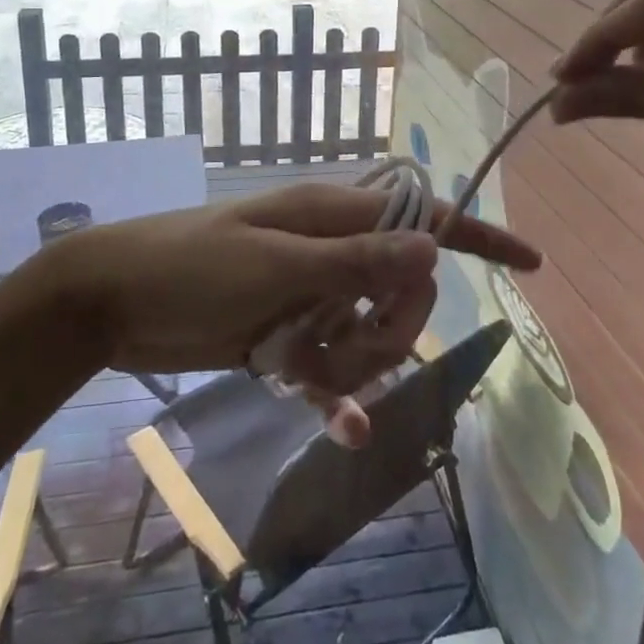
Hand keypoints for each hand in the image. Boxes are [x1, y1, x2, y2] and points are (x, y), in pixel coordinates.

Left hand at [35, 180, 539, 396]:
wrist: (113, 300)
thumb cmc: (191, 267)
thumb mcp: (274, 262)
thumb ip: (354, 258)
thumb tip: (433, 244)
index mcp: (331, 216)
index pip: (421, 217)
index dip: (477, 236)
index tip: (530, 264)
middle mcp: (329, 252)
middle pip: (403, 290)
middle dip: (387, 326)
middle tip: (336, 341)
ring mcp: (309, 296)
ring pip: (370, 336)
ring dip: (351, 365)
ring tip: (295, 364)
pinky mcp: (286, 337)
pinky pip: (333, 370)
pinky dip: (337, 395)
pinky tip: (339, 427)